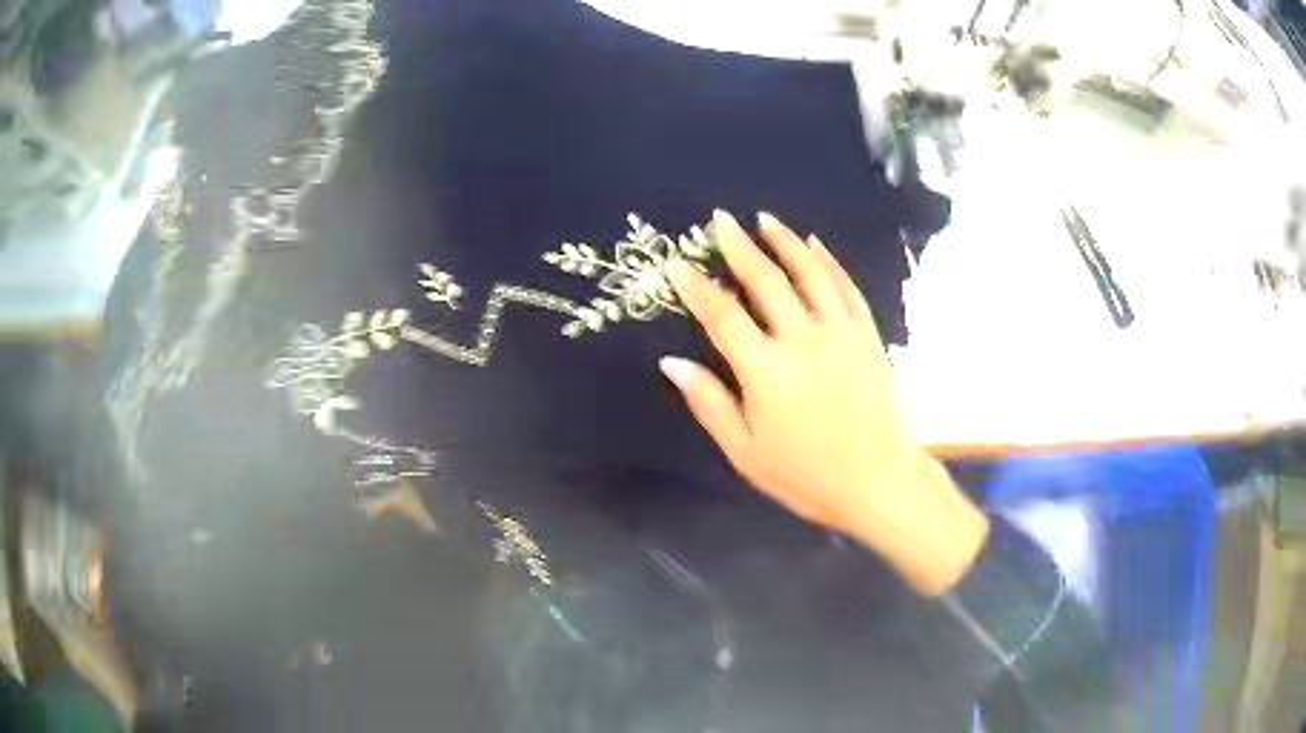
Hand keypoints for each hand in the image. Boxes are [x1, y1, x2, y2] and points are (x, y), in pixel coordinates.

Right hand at [661, 210, 987, 595]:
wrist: (879, 480)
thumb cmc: (806, 474)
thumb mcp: (745, 452)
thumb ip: (709, 403)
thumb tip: (672, 363)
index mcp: (764, 370)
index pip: (721, 314)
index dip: (695, 286)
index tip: (676, 264)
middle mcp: (801, 338)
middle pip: (764, 279)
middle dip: (738, 246)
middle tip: (720, 220)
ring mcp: (839, 331)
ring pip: (808, 272)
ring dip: (784, 241)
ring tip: (766, 220)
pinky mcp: (867, 334)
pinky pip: (845, 286)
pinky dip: (828, 262)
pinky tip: (815, 246)